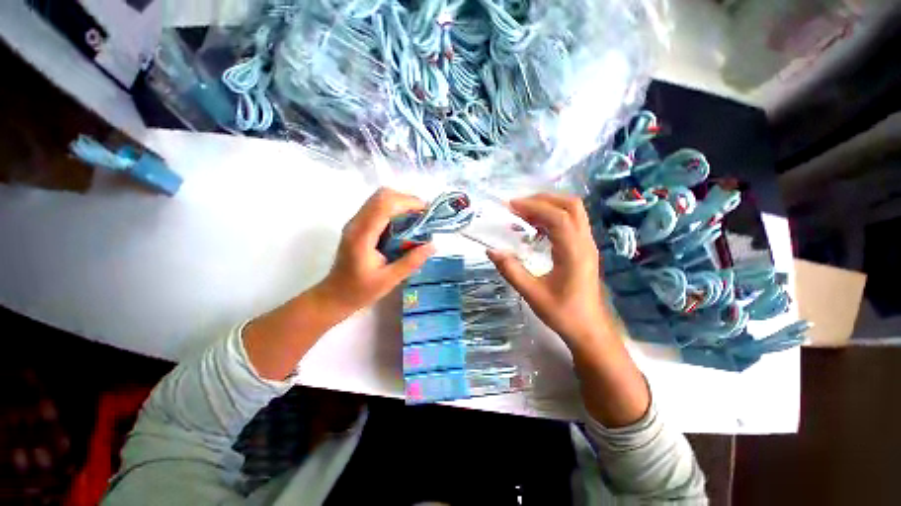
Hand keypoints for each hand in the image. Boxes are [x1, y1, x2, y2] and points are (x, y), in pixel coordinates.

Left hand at [314, 188, 435, 316]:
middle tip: (423, 216)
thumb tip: (433, 245)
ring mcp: (355, 222)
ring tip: (417, 219)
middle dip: (406, 200)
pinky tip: (404, 225)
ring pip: (380, 198)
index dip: (408, 202)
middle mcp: (356, 223)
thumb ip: (411, 262)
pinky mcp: (358, 225)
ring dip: (401, 204)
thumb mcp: (389, 280)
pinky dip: (395, 210)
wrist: (335, 295)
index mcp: (362, 236)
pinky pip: (378, 207)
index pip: (384, 205)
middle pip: (382, 195)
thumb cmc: (360, 291)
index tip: (426, 212)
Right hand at [489, 194, 648, 426]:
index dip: (534, 207)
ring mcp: (587, 245)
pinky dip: (553, 217)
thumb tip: (491, 250)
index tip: (511, 206)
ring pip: (573, 212)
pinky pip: (571, 223)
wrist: (589, 330)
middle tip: (519, 205)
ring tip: (524, 213)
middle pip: (571, 205)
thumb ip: (511, 270)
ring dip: (549, 206)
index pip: (557, 217)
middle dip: (544, 199)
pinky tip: (536, 229)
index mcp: (574, 252)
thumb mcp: (532, 294)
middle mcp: (585, 243)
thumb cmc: (562, 313)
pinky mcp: (585, 249)